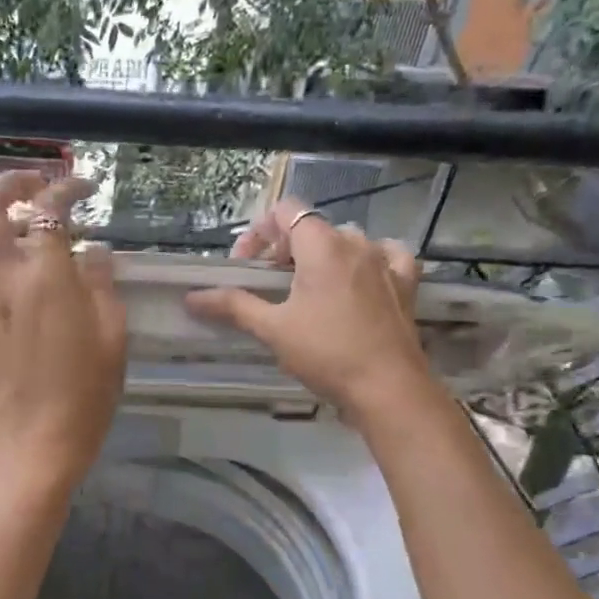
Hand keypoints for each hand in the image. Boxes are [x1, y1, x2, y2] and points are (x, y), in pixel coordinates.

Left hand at [0, 172, 127, 492]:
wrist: (37, 444)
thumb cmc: (86, 395)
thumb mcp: (113, 336)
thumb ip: (102, 283)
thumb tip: (92, 250)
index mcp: (46, 279)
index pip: (48, 210)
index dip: (67, 188)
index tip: (84, 188)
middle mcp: (1, 280)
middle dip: (9, 181)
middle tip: (33, 184)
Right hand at [184, 198, 429, 415]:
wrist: (387, 387)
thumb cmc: (325, 352)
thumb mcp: (272, 329)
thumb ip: (233, 305)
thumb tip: (193, 297)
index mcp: (321, 246)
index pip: (285, 211)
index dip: (260, 232)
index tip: (246, 267)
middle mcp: (355, 242)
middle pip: (312, 228)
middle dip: (284, 249)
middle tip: (268, 285)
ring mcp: (384, 261)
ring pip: (346, 241)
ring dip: (321, 256)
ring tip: (307, 289)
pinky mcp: (405, 283)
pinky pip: (386, 255)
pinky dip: (367, 261)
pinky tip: (360, 279)